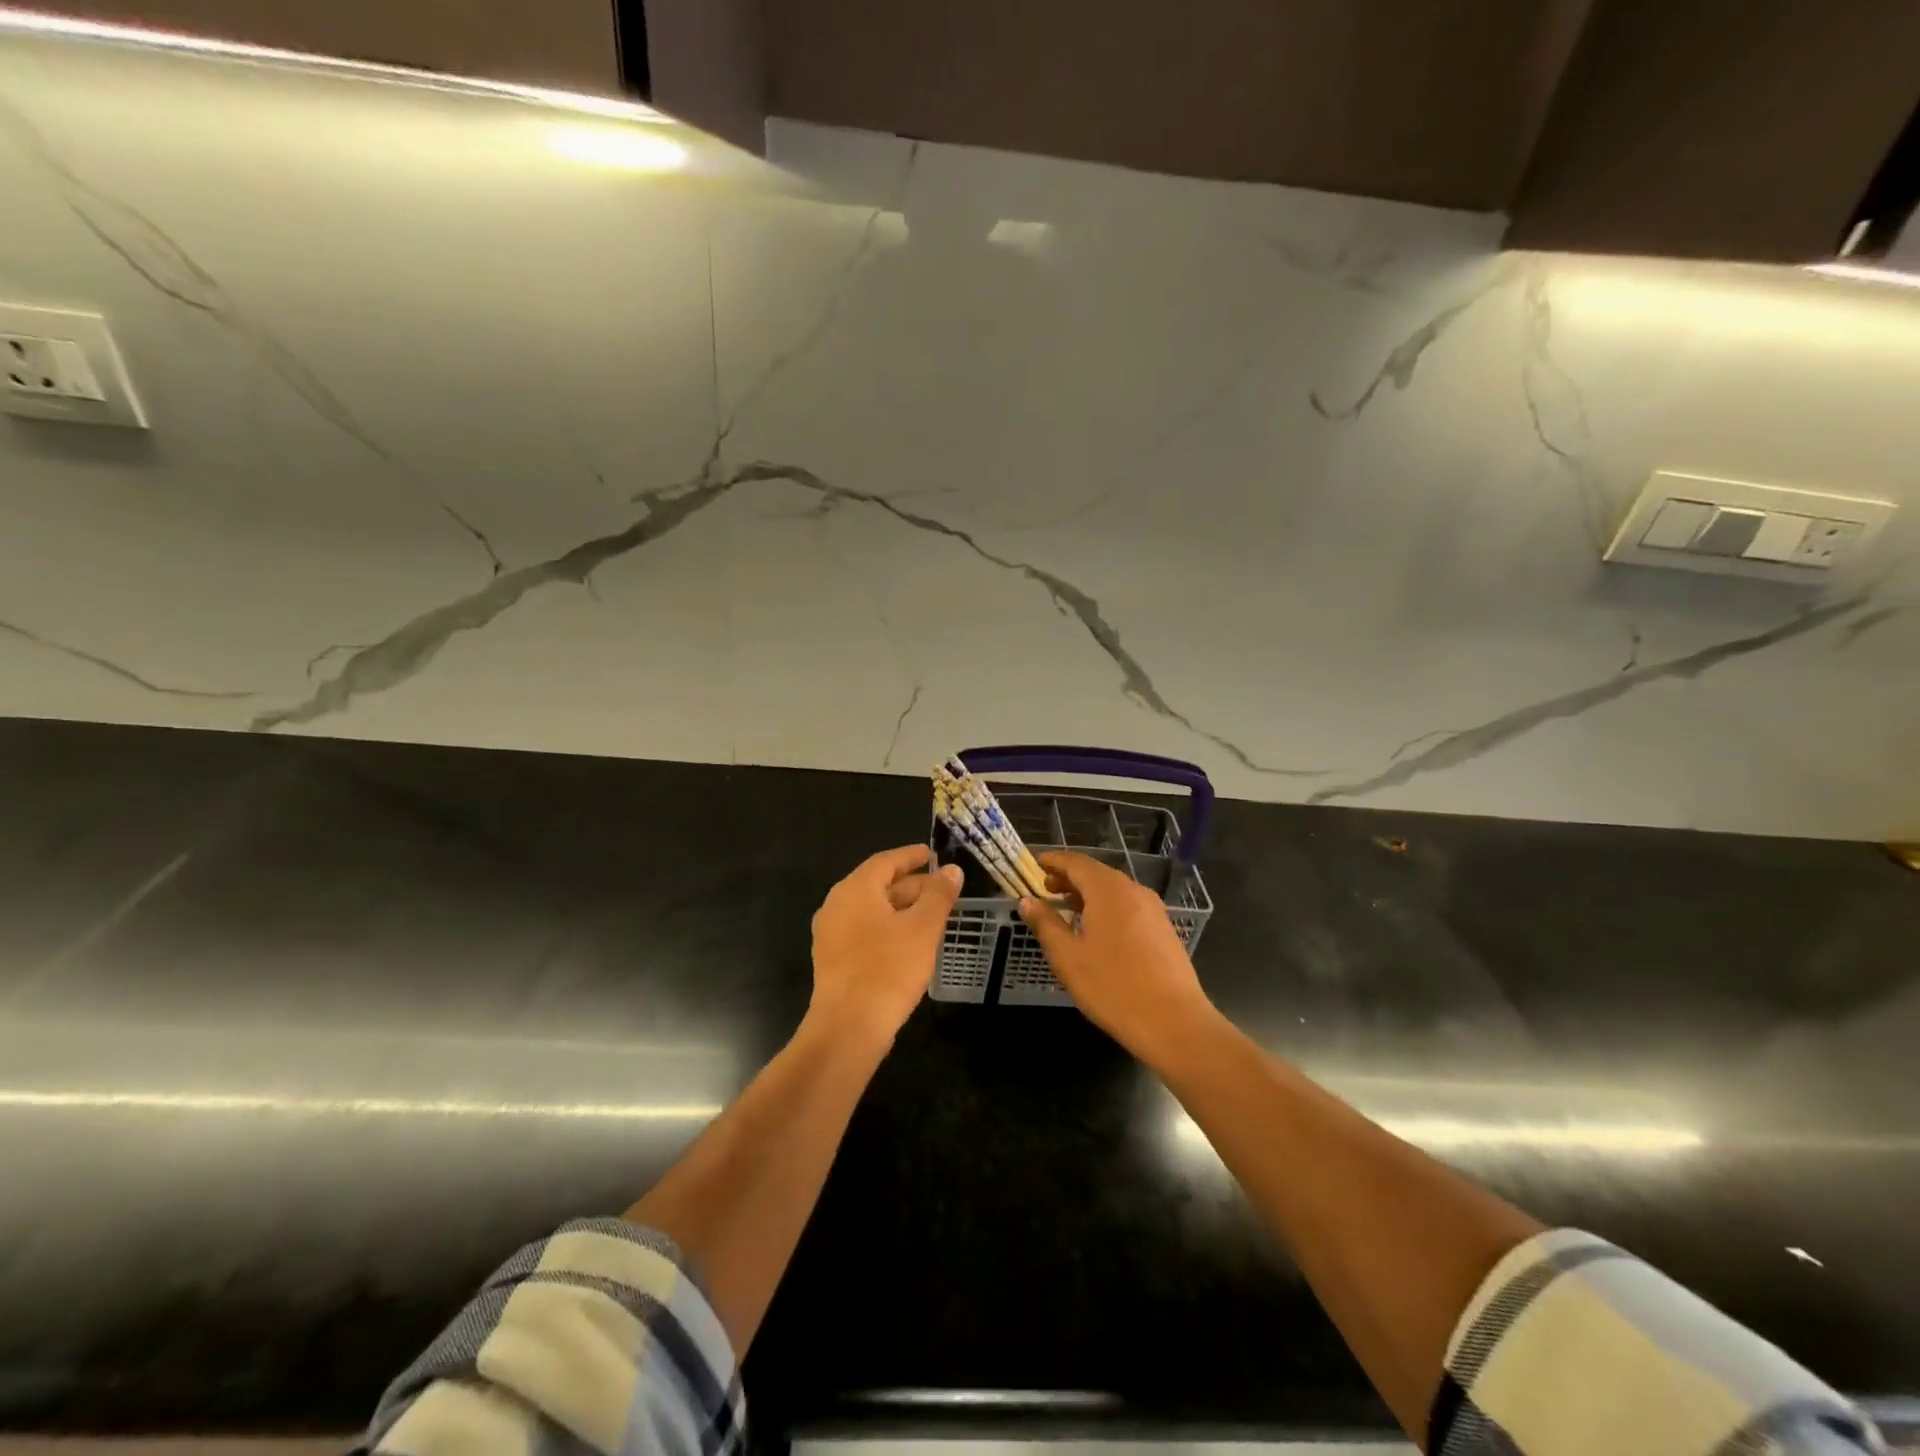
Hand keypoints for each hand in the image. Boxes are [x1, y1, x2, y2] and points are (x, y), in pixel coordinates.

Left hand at [809, 844, 962, 1045]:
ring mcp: (830, 934)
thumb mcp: (923, 928)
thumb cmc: (888, 969)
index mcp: (855, 889)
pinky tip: (909, 943)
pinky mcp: (832, 959)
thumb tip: (951, 870)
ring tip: (931, 915)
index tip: (931, 854)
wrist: (848, 1028)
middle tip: (940, 889)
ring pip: (871, 910)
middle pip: (877, 884)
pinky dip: (887, 928)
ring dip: (901, 908)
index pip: (886, 861)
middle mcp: (836, 904)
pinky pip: (863, 931)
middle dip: (910, 885)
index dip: (911, 856)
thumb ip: (939, 895)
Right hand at [1018, 850, 1216, 1062]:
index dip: (1054, 861)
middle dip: (1070, 877)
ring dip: (1089, 894)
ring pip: (1114, 890)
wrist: (1174, 1022)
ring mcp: (1153, 909)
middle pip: (1097, 873)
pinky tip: (1098, 930)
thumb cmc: (1112, 987)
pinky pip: (1129, 906)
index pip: (1076, 863)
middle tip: (1047, 888)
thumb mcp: (1068, 957)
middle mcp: (1133, 890)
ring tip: (1068, 908)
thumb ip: (1045, 924)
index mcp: (1108, 890)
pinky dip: (1107, 907)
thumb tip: (1027, 902)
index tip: (1036, 863)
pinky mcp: (1164, 929)